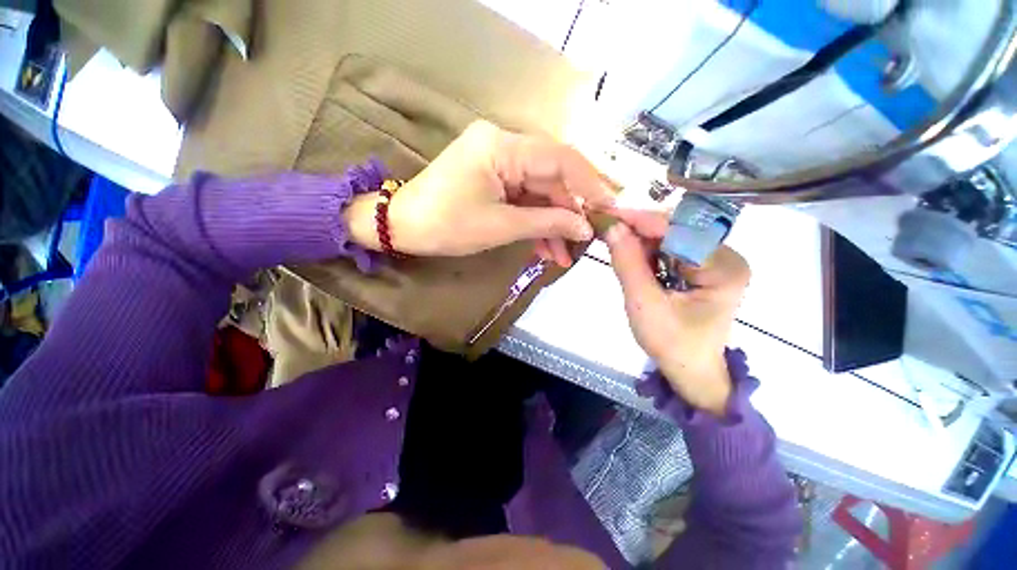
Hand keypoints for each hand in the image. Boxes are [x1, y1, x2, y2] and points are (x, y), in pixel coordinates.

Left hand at [344, 121, 614, 265]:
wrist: (403, 227)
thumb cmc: (446, 225)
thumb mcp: (501, 226)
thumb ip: (547, 223)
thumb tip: (585, 228)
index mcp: (502, 146)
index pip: (560, 159)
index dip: (589, 185)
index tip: (609, 210)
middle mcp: (504, 144)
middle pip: (551, 177)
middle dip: (569, 213)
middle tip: (587, 240)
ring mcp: (499, 161)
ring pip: (539, 192)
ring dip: (553, 224)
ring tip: (564, 256)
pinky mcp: (495, 178)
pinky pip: (524, 198)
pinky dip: (536, 222)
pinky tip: (547, 248)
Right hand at [604, 209, 750, 415]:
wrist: (690, 369)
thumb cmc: (672, 344)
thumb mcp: (644, 304)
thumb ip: (627, 263)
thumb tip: (612, 226)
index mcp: (723, 267)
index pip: (678, 231)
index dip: (640, 220)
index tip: (608, 214)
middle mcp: (726, 256)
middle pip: (676, 230)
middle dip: (638, 229)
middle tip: (606, 227)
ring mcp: (716, 260)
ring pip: (671, 237)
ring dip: (640, 239)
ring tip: (614, 240)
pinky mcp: (703, 267)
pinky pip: (671, 249)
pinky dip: (647, 250)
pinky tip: (631, 255)